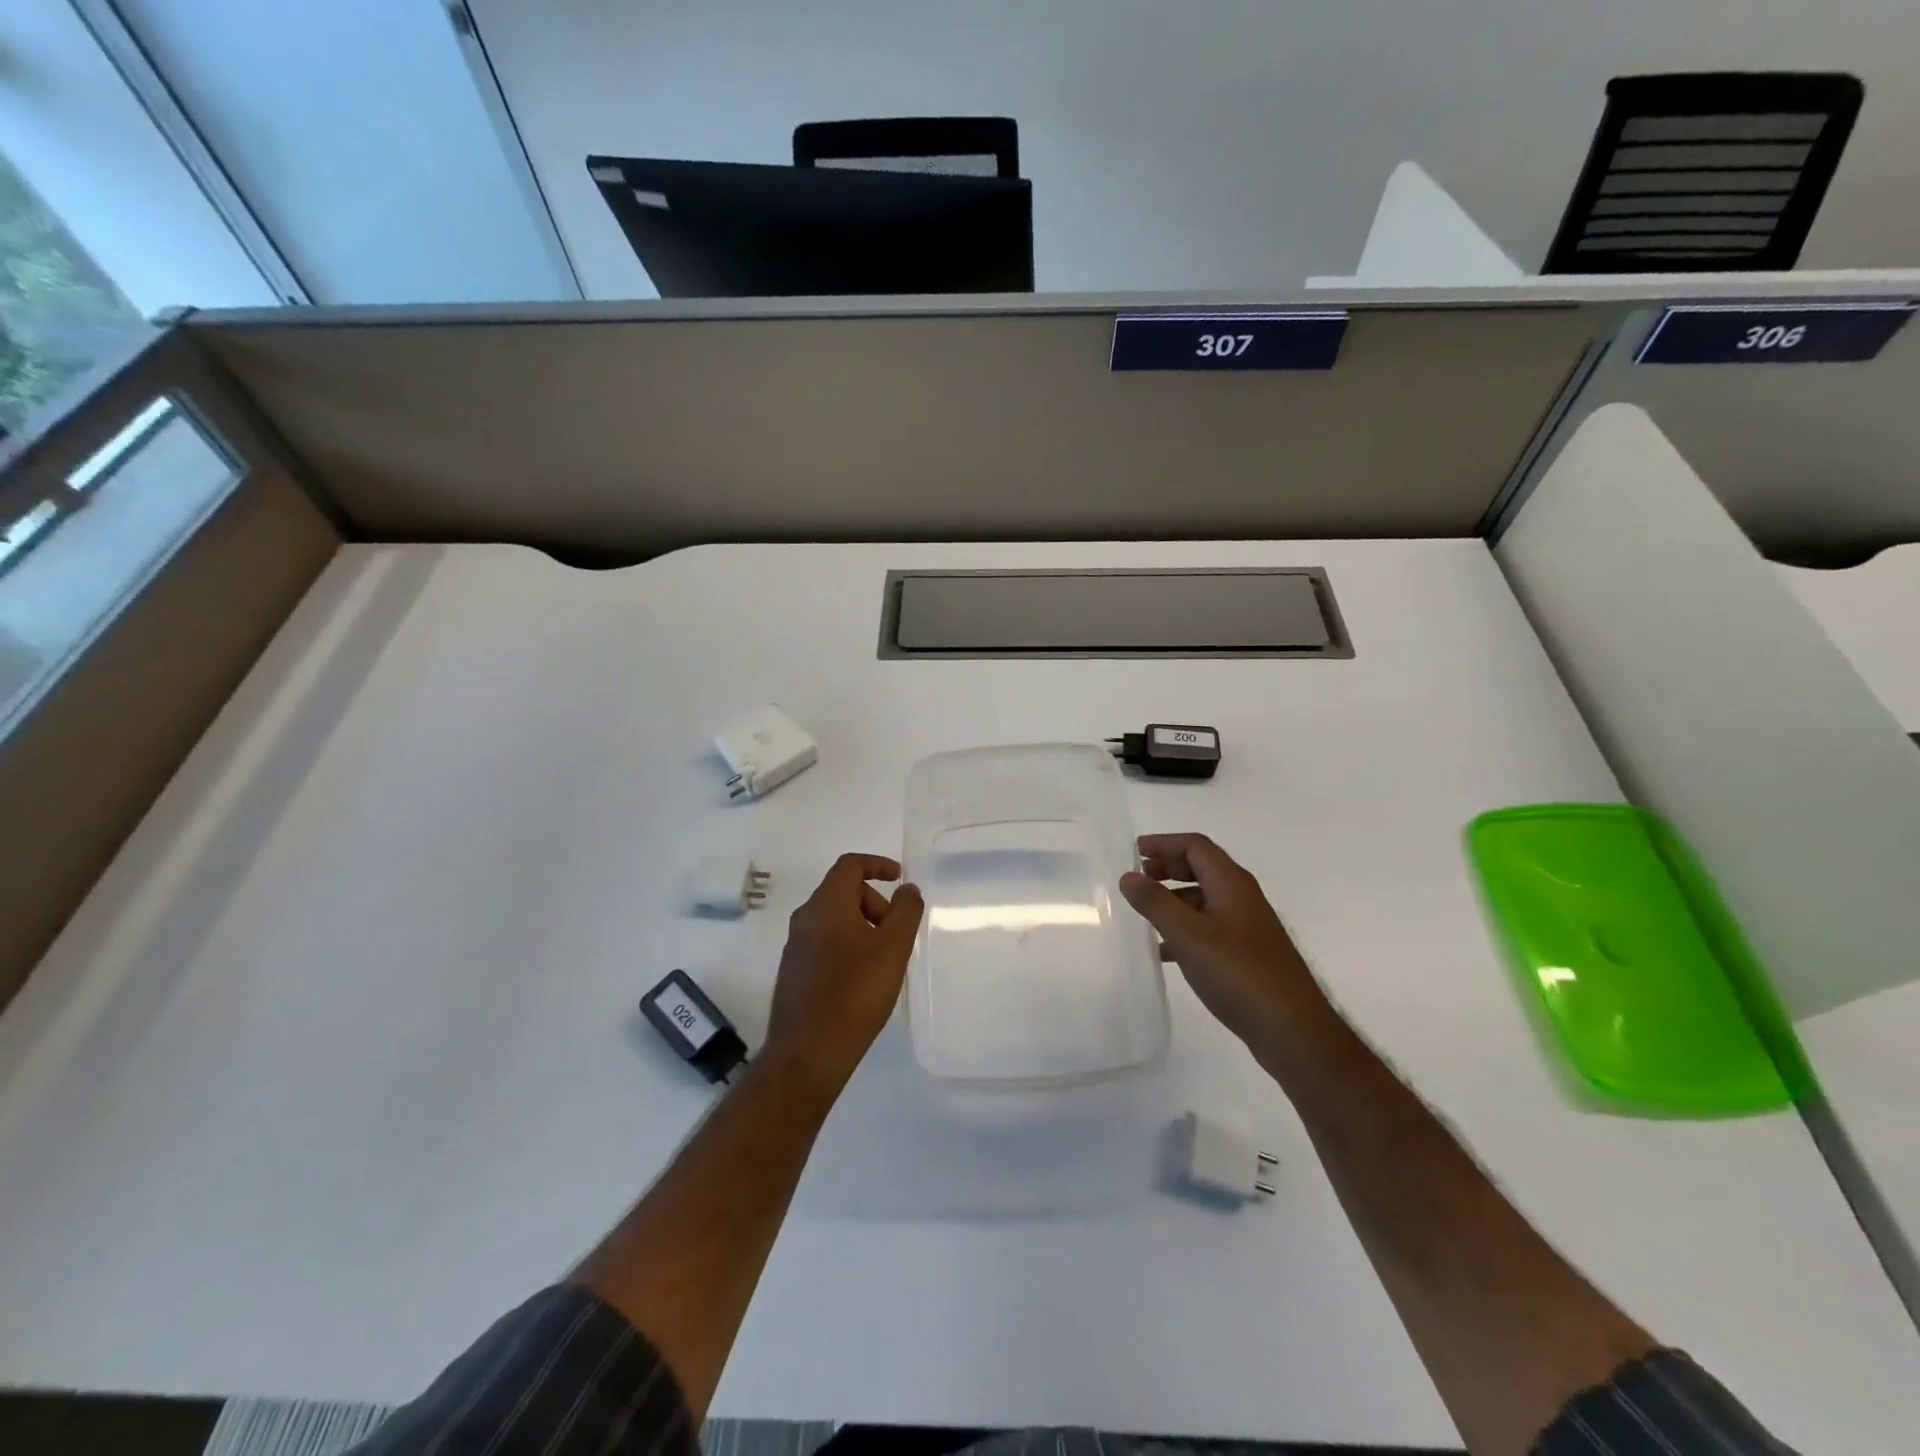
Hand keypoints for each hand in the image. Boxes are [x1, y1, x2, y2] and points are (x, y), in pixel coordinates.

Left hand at [766, 854, 924, 1089]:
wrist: (808, 1052)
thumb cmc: (855, 993)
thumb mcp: (893, 948)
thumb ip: (905, 911)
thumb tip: (907, 889)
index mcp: (826, 905)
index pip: (850, 865)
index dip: (877, 864)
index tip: (899, 878)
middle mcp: (805, 918)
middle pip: (843, 892)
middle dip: (875, 903)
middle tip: (896, 933)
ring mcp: (795, 946)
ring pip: (834, 919)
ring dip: (863, 926)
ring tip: (884, 959)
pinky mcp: (794, 972)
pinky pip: (825, 942)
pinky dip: (848, 945)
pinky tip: (863, 979)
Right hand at [1119, 833, 1326, 1051]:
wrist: (1291, 1029)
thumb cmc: (1238, 973)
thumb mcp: (1188, 935)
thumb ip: (1156, 903)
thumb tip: (1129, 876)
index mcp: (1231, 883)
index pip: (1195, 846)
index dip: (1164, 843)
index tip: (1134, 852)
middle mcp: (1242, 897)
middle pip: (1202, 867)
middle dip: (1168, 867)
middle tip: (1138, 878)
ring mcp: (1247, 925)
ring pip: (1204, 897)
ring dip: (1174, 897)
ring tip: (1145, 913)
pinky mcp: (1247, 952)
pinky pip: (1209, 925)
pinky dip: (1185, 926)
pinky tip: (1165, 950)